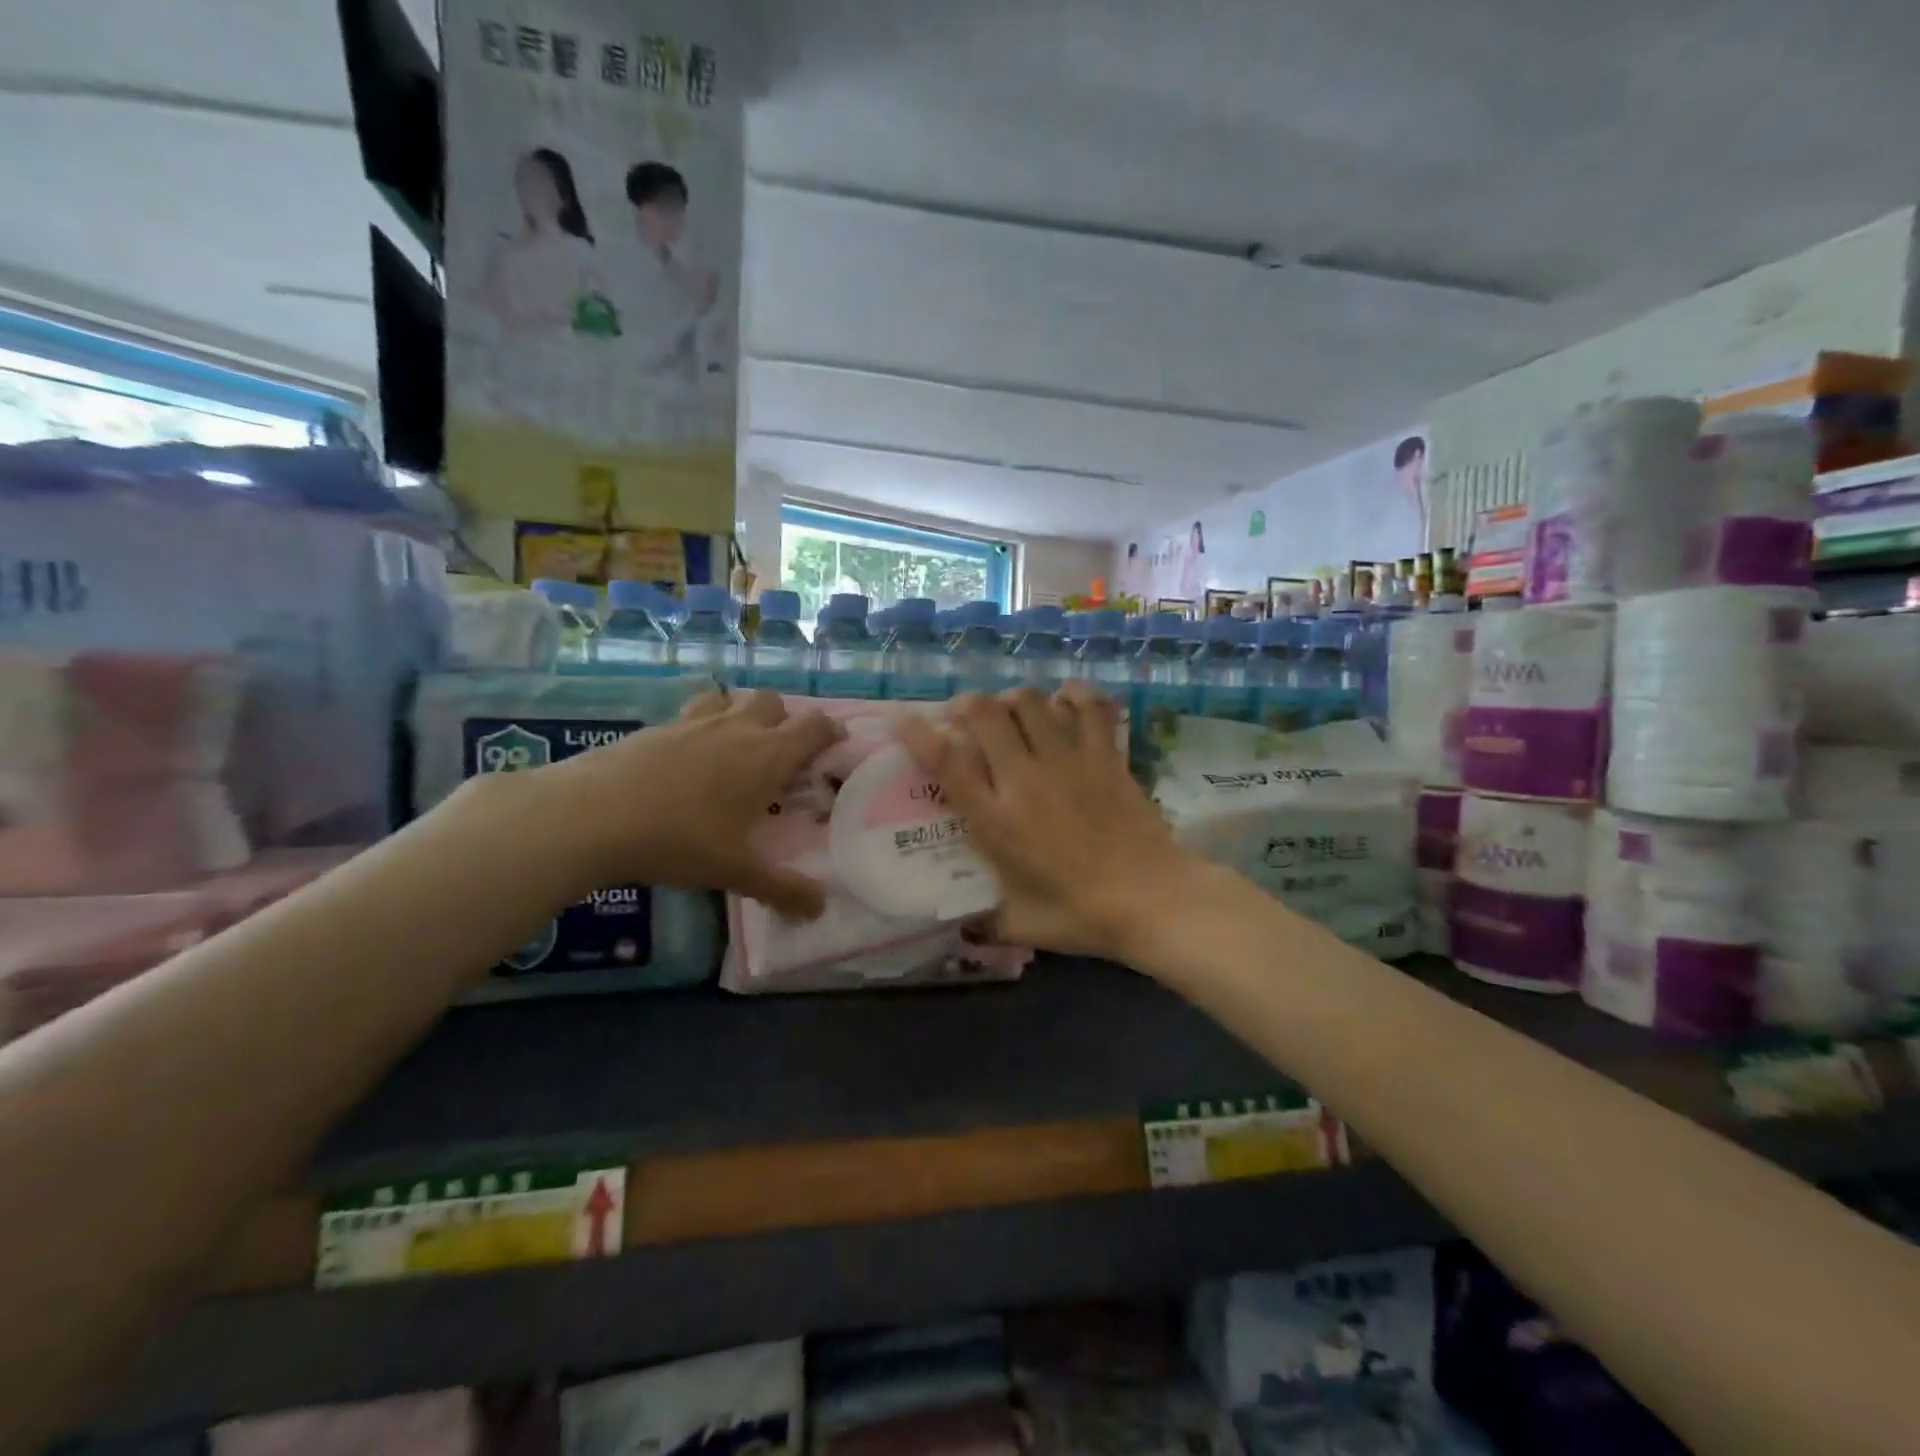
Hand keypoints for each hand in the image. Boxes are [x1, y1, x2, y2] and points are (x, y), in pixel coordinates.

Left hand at [543, 688, 843, 917]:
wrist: (592, 815)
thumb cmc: (679, 839)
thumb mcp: (735, 871)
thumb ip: (782, 889)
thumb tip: (819, 910)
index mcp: (766, 756)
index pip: (813, 726)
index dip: (830, 730)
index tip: (835, 744)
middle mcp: (736, 728)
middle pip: (773, 702)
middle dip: (784, 719)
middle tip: (781, 753)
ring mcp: (693, 722)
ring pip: (731, 698)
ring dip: (742, 713)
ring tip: (735, 746)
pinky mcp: (657, 727)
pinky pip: (692, 713)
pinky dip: (702, 725)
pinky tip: (687, 758)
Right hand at [896, 684, 1206, 961]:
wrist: (1153, 901)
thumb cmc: (1082, 915)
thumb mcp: (1021, 925)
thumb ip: (985, 922)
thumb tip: (963, 926)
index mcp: (997, 821)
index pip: (947, 762)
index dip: (918, 734)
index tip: (905, 721)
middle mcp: (1026, 780)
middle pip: (985, 714)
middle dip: (965, 705)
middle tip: (963, 718)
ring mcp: (1069, 762)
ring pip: (1030, 702)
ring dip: (1012, 700)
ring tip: (1010, 713)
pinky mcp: (1105, 756)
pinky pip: (1089, 707)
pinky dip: (1074, 696)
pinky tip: (1065, 702)